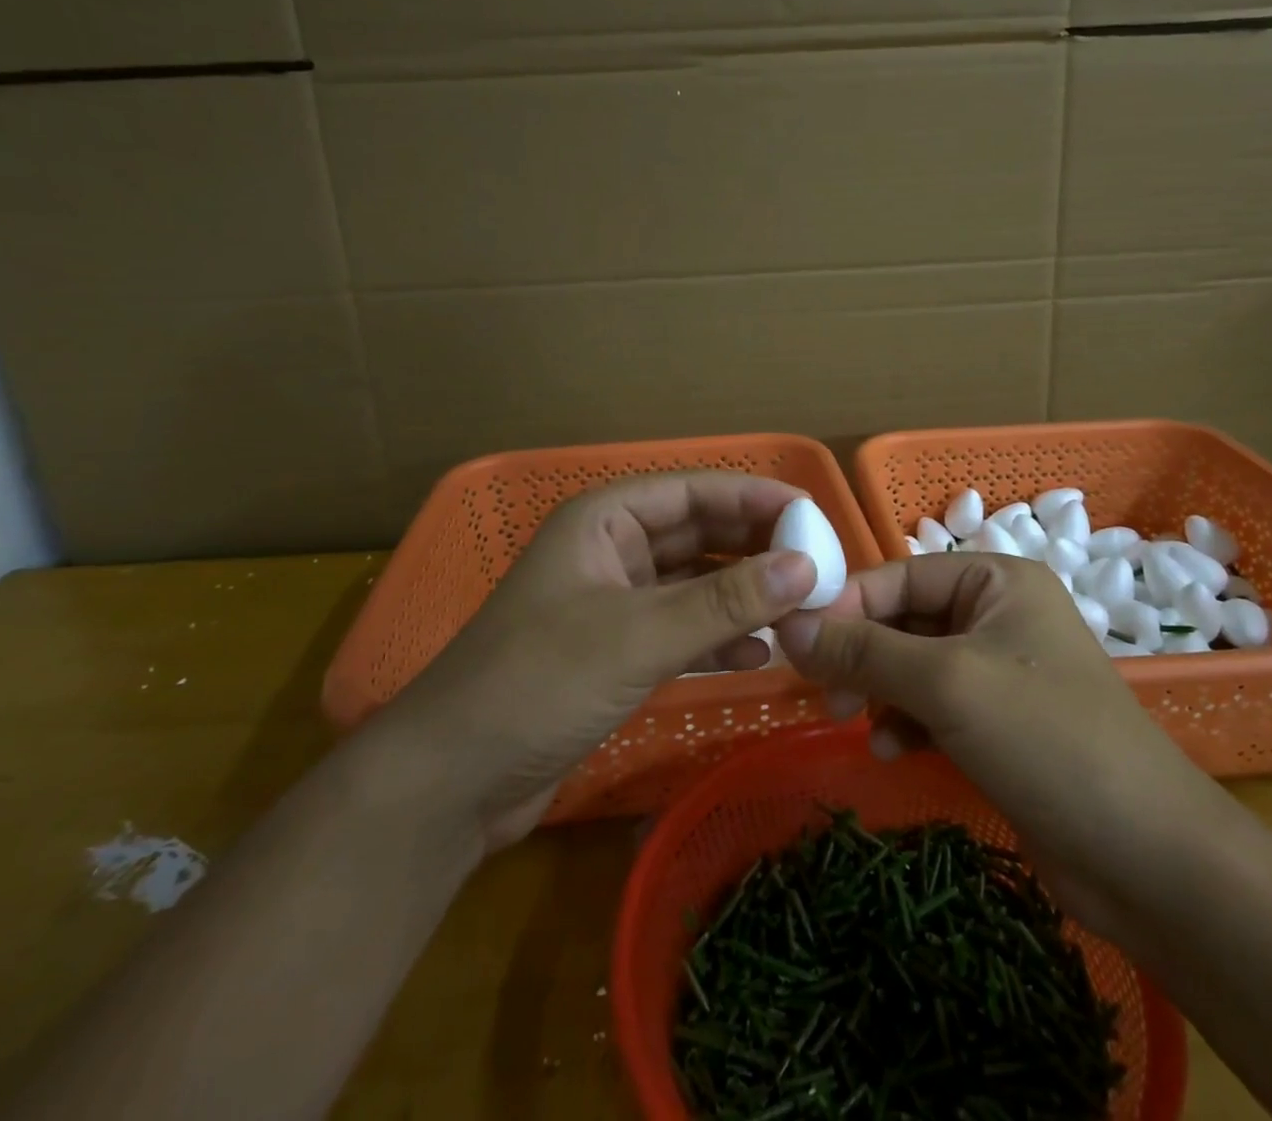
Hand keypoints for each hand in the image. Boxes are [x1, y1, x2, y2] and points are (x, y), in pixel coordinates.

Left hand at [369, 472, 817, 850]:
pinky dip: (719, 636)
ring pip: (694, 583)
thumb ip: (725, 601)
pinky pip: (681, 628)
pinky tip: (759, 654)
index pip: (693, 491)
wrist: (452, 780)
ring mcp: (614, 602)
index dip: (754, 496)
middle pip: (698, 534)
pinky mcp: (616, 650)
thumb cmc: (539, 682)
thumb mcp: (639, 636)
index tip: (814, 514)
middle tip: (818, 566)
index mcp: (605, 520)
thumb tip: (807, 567)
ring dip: (743, 594)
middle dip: (755, 548)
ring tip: (800, 609)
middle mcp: (611, 550)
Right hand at [776, 554, 1228, 941]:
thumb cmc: (1046, 738)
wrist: (1147, 858)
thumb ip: (863, 650)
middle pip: (904, 620)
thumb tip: (786, 626)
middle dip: (861, 654)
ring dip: (879, 690)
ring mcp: (999, 672)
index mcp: (996, 581)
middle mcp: (997, 615)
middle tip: (826, 693)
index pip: (899, 575)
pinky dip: (905, 721)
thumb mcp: (945, 683)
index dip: (847, 605)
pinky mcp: (998, 724)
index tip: (798, 644)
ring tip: (855, 721)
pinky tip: (892, 750)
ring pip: (912, 665)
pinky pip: (932, 706)